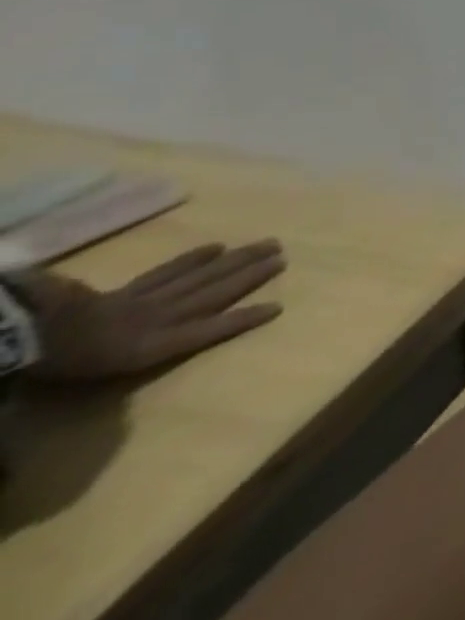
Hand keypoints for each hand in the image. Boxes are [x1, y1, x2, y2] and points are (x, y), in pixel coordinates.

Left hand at [12, 240, 285, 380]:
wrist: (22, 336)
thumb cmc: (57, 365)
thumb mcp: (84, 375)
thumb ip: (127, 353)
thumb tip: (126, 327)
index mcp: (152, 343)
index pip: (207, 329)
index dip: (241, 318)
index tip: (278, 306)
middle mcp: (159, 317)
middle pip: (212, 293)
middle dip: (250, 274)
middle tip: (283, 254)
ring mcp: (144, 300)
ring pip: (200, 277)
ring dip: (235, 261)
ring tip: (265, 245)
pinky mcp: (126, 290)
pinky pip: (165, 272)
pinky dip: (191, 259)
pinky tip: (213, 247)